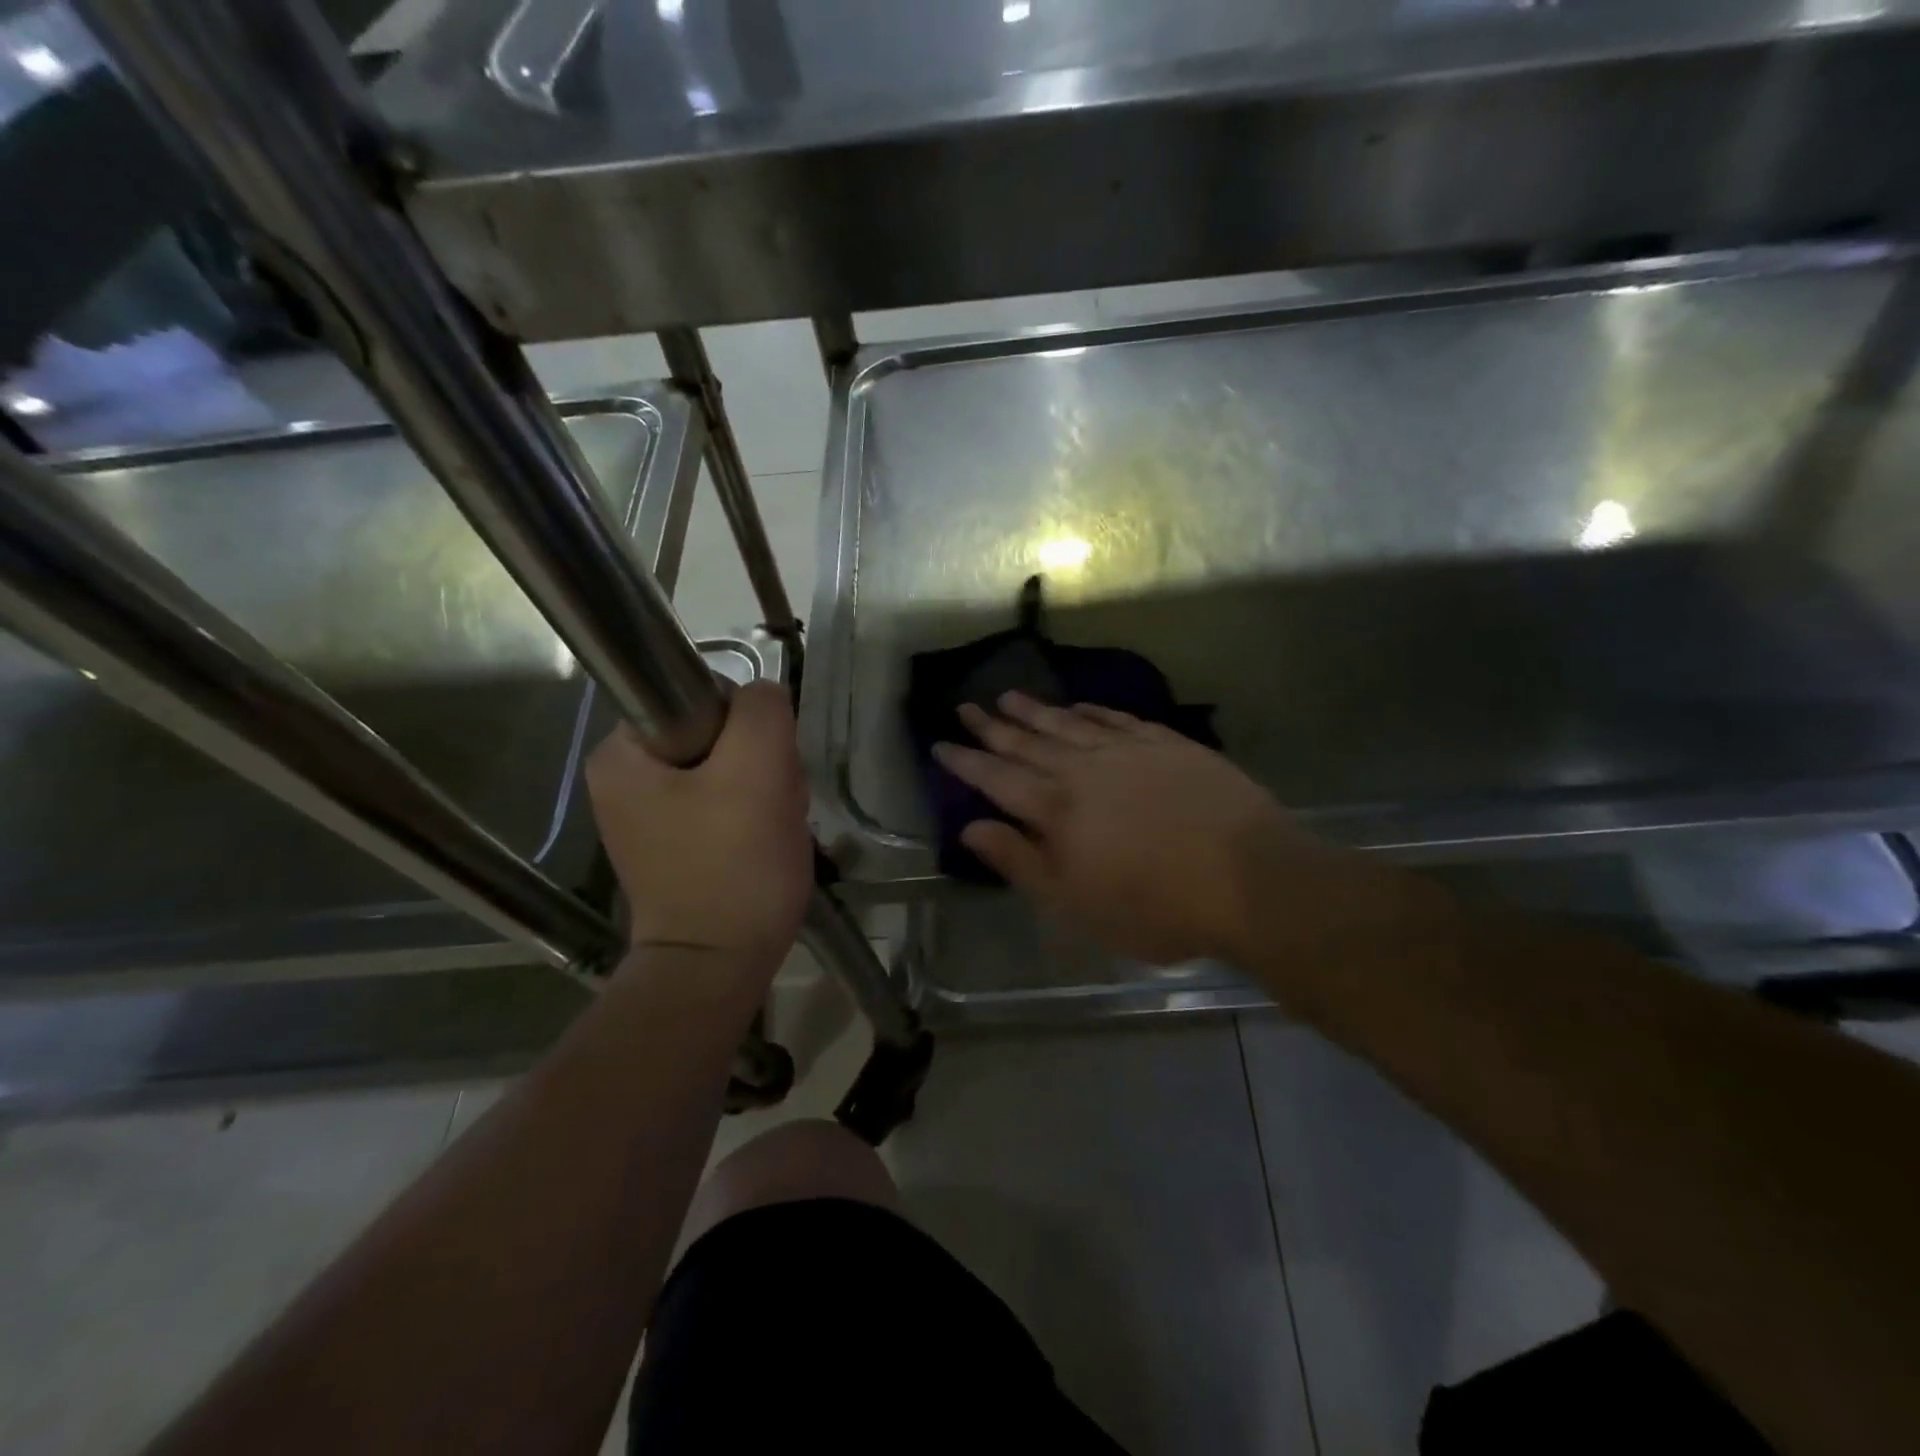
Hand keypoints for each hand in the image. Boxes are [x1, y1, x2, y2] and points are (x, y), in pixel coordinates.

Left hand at [585, 682, 809, 967]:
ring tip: (775, 827)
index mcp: (622, 753)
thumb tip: (761, 699)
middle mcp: (622, 779)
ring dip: (763, 790)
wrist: (718, 966)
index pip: (701, 696)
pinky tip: (765, 842)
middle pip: (716, 735)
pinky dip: (752, 816)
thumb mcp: (758, 770)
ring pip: (726, 770)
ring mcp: (647, 816)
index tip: (765, 768)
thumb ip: (761, 711)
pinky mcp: (673, 845)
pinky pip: (722, 804)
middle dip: (759, 763)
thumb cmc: (733, 866)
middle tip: (776, 803)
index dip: (747, 725)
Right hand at [935, 692, 1322, 965]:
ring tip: (1009, 695)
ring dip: (1036, 710)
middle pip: (1028, 742)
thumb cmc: (1155, 906)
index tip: (940, 744)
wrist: (1249, 879)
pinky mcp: (1167, 744)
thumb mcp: (1075, 904)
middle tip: (967, 706)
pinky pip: (1117, 718)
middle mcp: (1084, 769)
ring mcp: (1128, 751)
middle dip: (993, 726)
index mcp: (1057, 809)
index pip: (998, 778)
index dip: (966, 762)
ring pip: (1069, 723)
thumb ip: (1021, 862)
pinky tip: (1078, 704)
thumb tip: (971, 828)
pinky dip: (1092, 709)